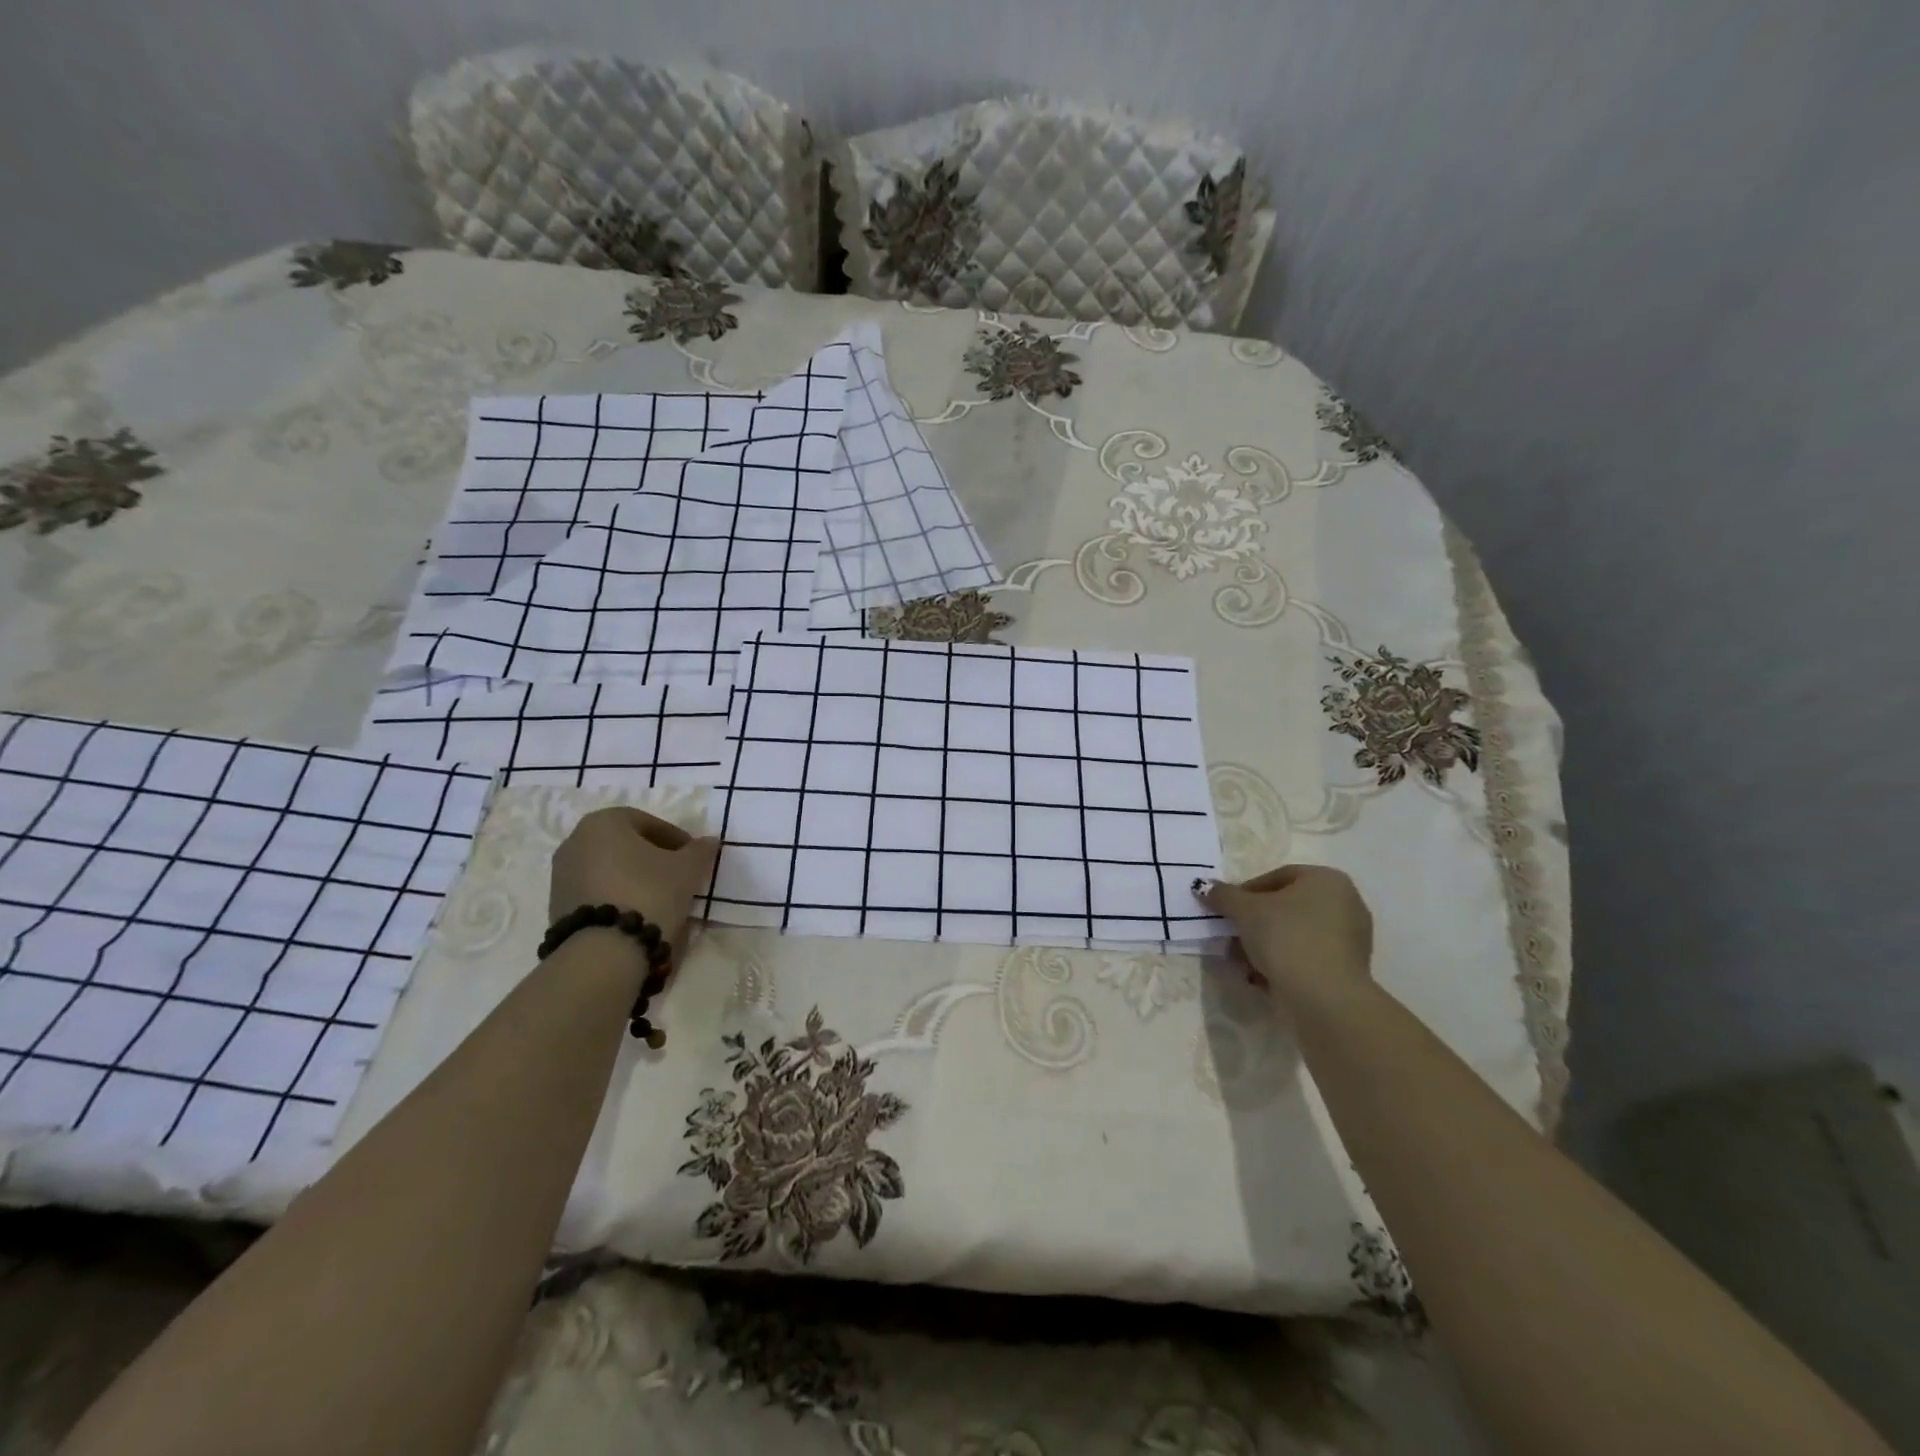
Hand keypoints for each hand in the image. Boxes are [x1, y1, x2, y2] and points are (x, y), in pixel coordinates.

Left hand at [549, 807, 718, 966]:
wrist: (603, 950)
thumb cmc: (648, 892)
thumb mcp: (687, 869)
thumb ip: (700, 850)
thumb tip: (709, 842)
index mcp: (603, 822)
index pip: (648, 822)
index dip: (675, 838)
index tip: (693, 857)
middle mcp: (575, 841)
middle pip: (625, 844)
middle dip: (652, 857)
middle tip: (678, 875)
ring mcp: (560, 875)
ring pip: (609, 868)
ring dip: (633, 877)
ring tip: (659, 897)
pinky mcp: (556, 905)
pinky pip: (595, 891)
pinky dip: (616, 896)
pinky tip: (637, 913)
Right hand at [1203, 865, 1373, 1007]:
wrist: (1325, 998)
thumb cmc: (1287, 938)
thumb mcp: (1245, 911)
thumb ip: (1223, 895)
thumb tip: (1202, 886)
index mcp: (1327, 880)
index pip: (1276, 877)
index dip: (1245, 893)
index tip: (1226, 912)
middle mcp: (1346, 903)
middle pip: (1286, 907)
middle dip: (1254, 923)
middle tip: (1231, 937)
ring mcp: (1351, 938)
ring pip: (1294, 934)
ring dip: (1265, 945)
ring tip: (1242, 962)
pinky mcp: (1348, 968)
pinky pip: (1307, 956)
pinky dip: (1284, 962)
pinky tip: (1262, 977)